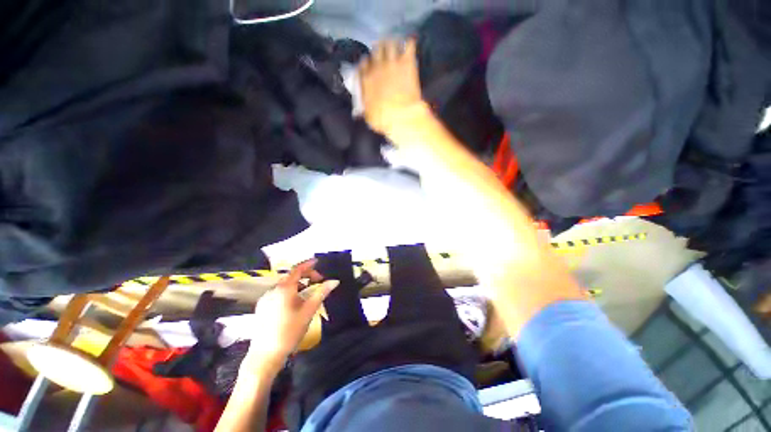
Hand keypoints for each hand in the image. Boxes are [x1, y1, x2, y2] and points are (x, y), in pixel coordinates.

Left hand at [245, 260, 338, 370]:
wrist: (265, 355)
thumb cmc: (290, 331)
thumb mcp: (309, 311)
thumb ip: (321, 293)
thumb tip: (334, 281)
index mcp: (284, 289)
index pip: (297, 270)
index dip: (308, 264)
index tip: (318, 261)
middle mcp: (272, 290)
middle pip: (291, 277)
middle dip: (306, 276)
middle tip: (318, 281)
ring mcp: (265, 299)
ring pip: (285, 285)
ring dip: (298, 284)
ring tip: (309, 292)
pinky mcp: (262, 307)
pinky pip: (278, 293)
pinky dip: (289, 292)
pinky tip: (295, 302)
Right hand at [359, 39, 426, 135]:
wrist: (401, 116)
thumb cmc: (383, 120)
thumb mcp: (368, 117)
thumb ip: (364, 108)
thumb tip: (360, 111)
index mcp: (365, 80)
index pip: (363, 65)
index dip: (367, 64)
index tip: (370, 65)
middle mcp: (376, 67)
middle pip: (375, 50)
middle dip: (379, 51)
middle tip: (383, 53)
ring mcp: (392, 62)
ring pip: (389, 43)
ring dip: (392, 43)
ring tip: (395, 45)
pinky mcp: (407, 62)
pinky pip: (408, 45)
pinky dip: (409, 44)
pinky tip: (410, 45)